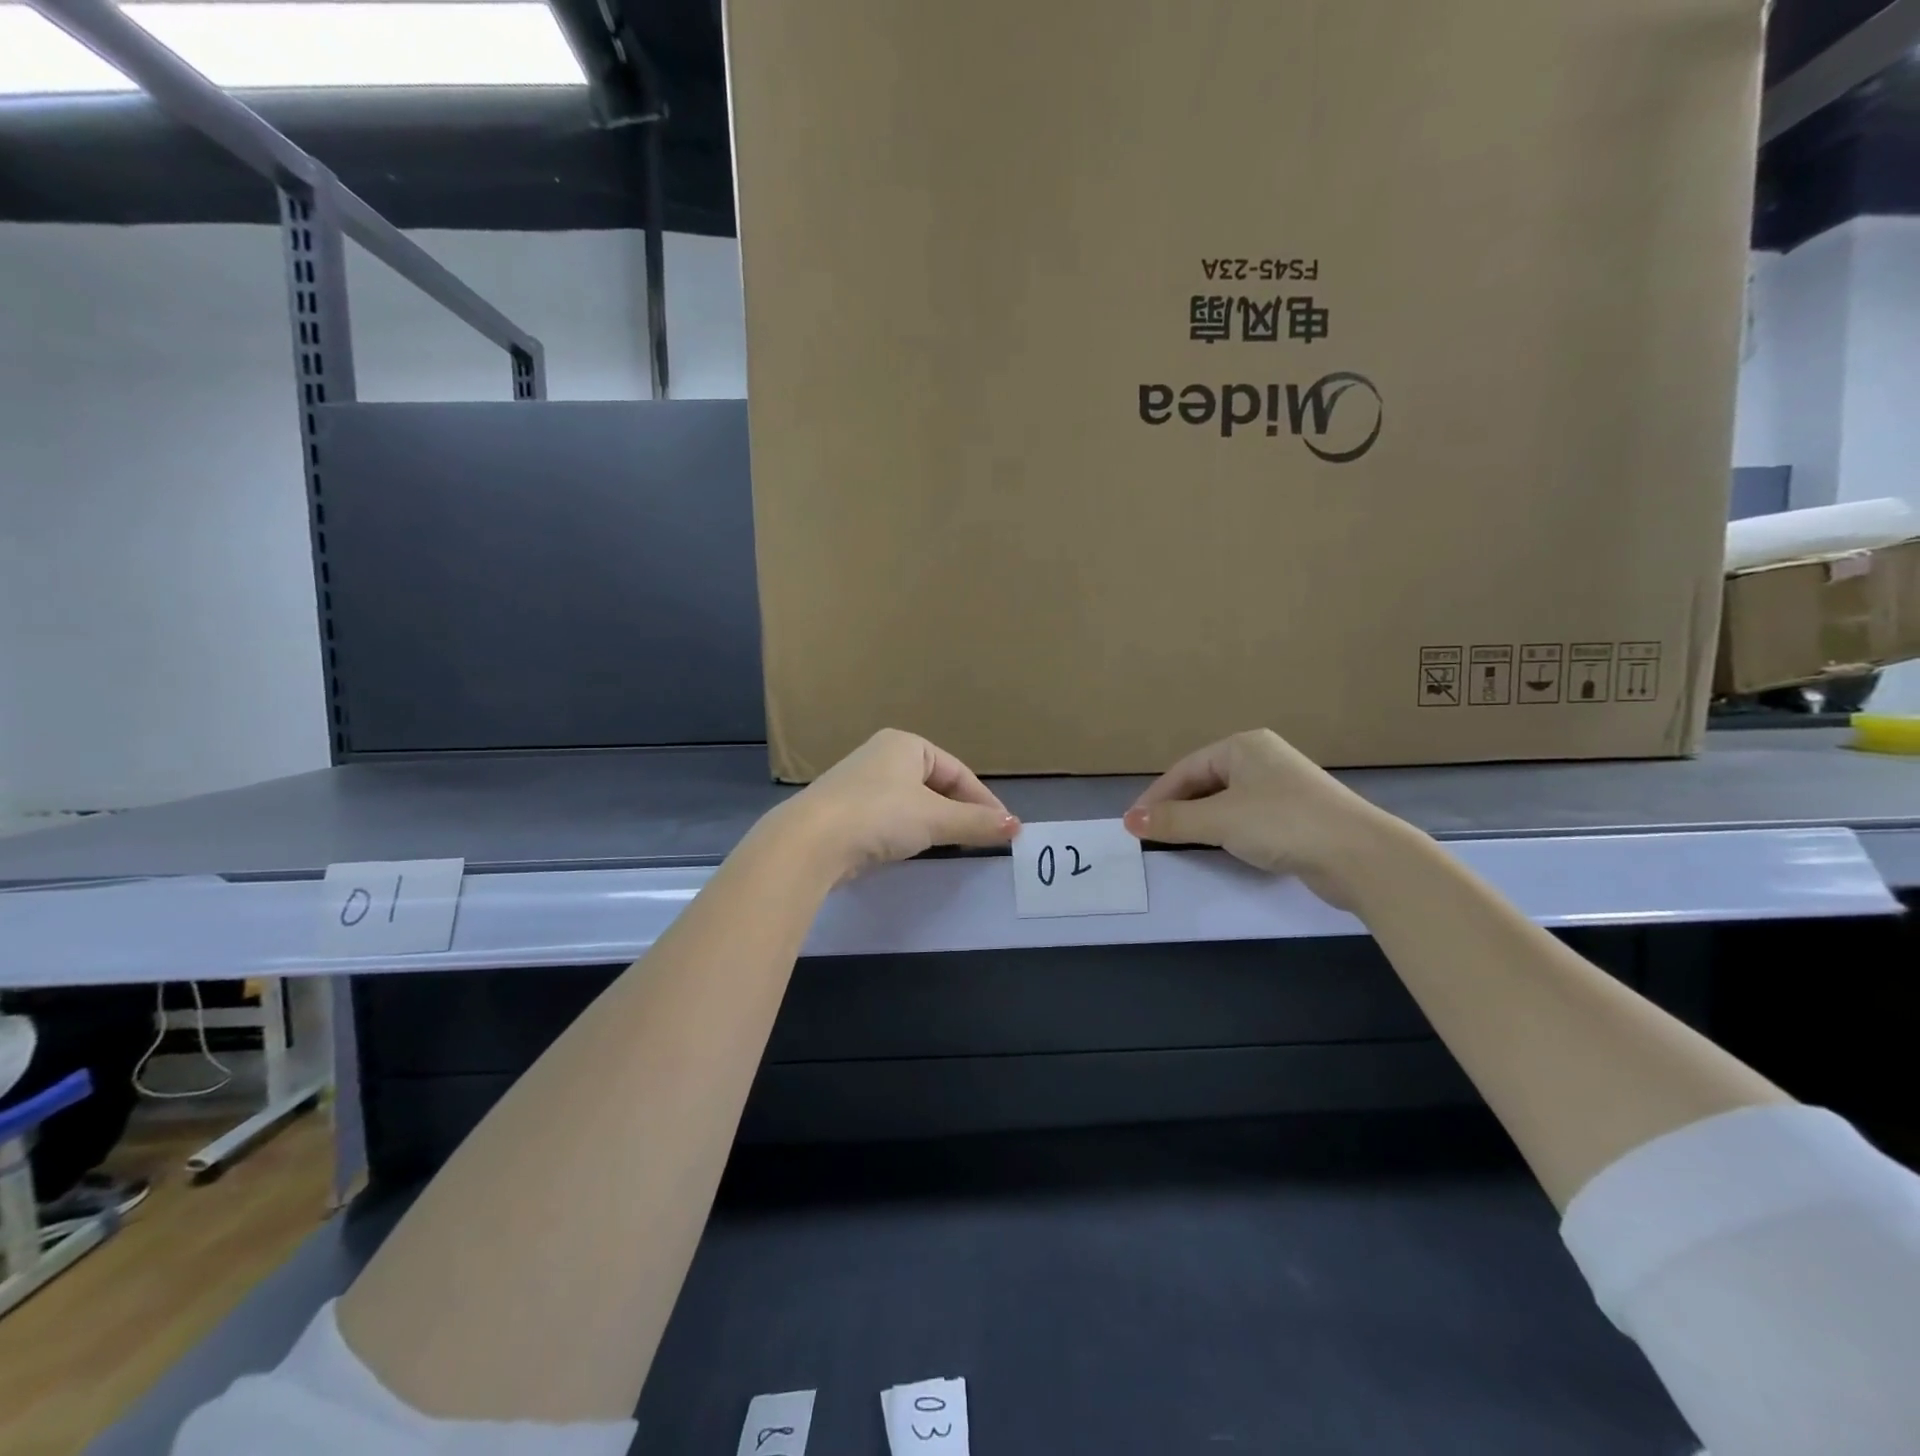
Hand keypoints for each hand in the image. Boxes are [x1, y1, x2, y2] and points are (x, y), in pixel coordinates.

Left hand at [784, 729, 1018, 880]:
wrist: (811, 843)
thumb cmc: (880, 816)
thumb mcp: (936, 819)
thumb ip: (977, 822)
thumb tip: (1016, 826)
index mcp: (905, 744)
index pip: (958, 771)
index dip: (984, 800)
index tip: (1005, 828)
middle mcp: (882, 756)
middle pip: (936, 785)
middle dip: (960, 812)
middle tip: (982, 838)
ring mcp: (860, 784)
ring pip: (912, 803)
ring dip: (935, 823)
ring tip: (954, 846)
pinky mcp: (845, 812)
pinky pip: (890, 818)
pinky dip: (908, 832)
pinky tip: (914, 850)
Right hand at [1123, 729, 1403, 908]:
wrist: (1359, 855)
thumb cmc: (1282, 824)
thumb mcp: (1218, 821)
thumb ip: (1172, 820)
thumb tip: (1129, 821)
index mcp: (1243, 746)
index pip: (1185, 769)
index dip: (1155, 797)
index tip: (1133, 825)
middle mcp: (1261, 759)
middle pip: (1203, 783)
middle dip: (1176, 809)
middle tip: (1151, 836)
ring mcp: (1281, 787)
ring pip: (1224, 802)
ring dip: (1199, 822)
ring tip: (1177, 843)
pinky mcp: (1295, 815)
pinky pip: (1246, 818)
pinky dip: (1225, 831)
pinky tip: (1217, 848)